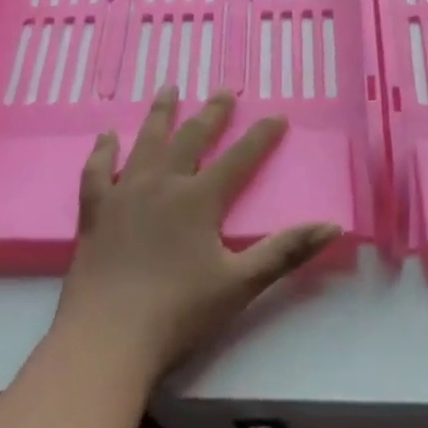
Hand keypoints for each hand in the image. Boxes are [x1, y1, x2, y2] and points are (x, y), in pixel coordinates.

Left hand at [52, 87, 341, 387]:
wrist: (107, 339)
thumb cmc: (178, 312)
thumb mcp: (241, 284)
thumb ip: (286, 251)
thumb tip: (333, 226)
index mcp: (199, 199)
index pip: (239, 158)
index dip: (261, 137)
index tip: (277, 115)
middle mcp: (163, 184)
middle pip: (192, 138)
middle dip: (212, 113)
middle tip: (224, 90)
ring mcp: (125, 194)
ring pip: (147, 142)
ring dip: (161, 114)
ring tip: (168, 89)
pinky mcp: (95, 212)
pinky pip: (97, 171)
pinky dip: (102, 151)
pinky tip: (107, 136)